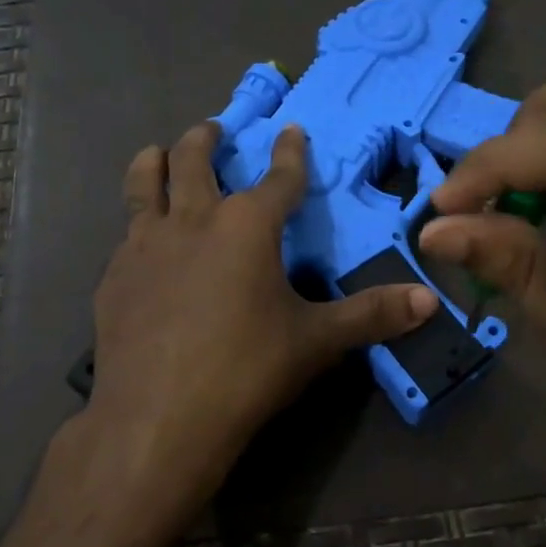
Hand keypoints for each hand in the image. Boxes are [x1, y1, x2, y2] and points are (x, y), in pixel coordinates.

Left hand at [86, 121, 437, 527]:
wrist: (159, 418)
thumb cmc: (246, 370)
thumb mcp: (316, 341)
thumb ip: (372, 315)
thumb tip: (431, 300)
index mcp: (247, 226)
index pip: (279, 177)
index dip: (290, 152)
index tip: (291, 130)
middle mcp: (193, 220)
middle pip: (195, 159)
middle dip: (208, 138)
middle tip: (213, 129)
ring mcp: (145, 245)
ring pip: (146, 182)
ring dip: (156, 161)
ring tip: (159, 154)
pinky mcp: (114, 276)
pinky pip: (127, 233)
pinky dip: (138, 223)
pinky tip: (141, 242)